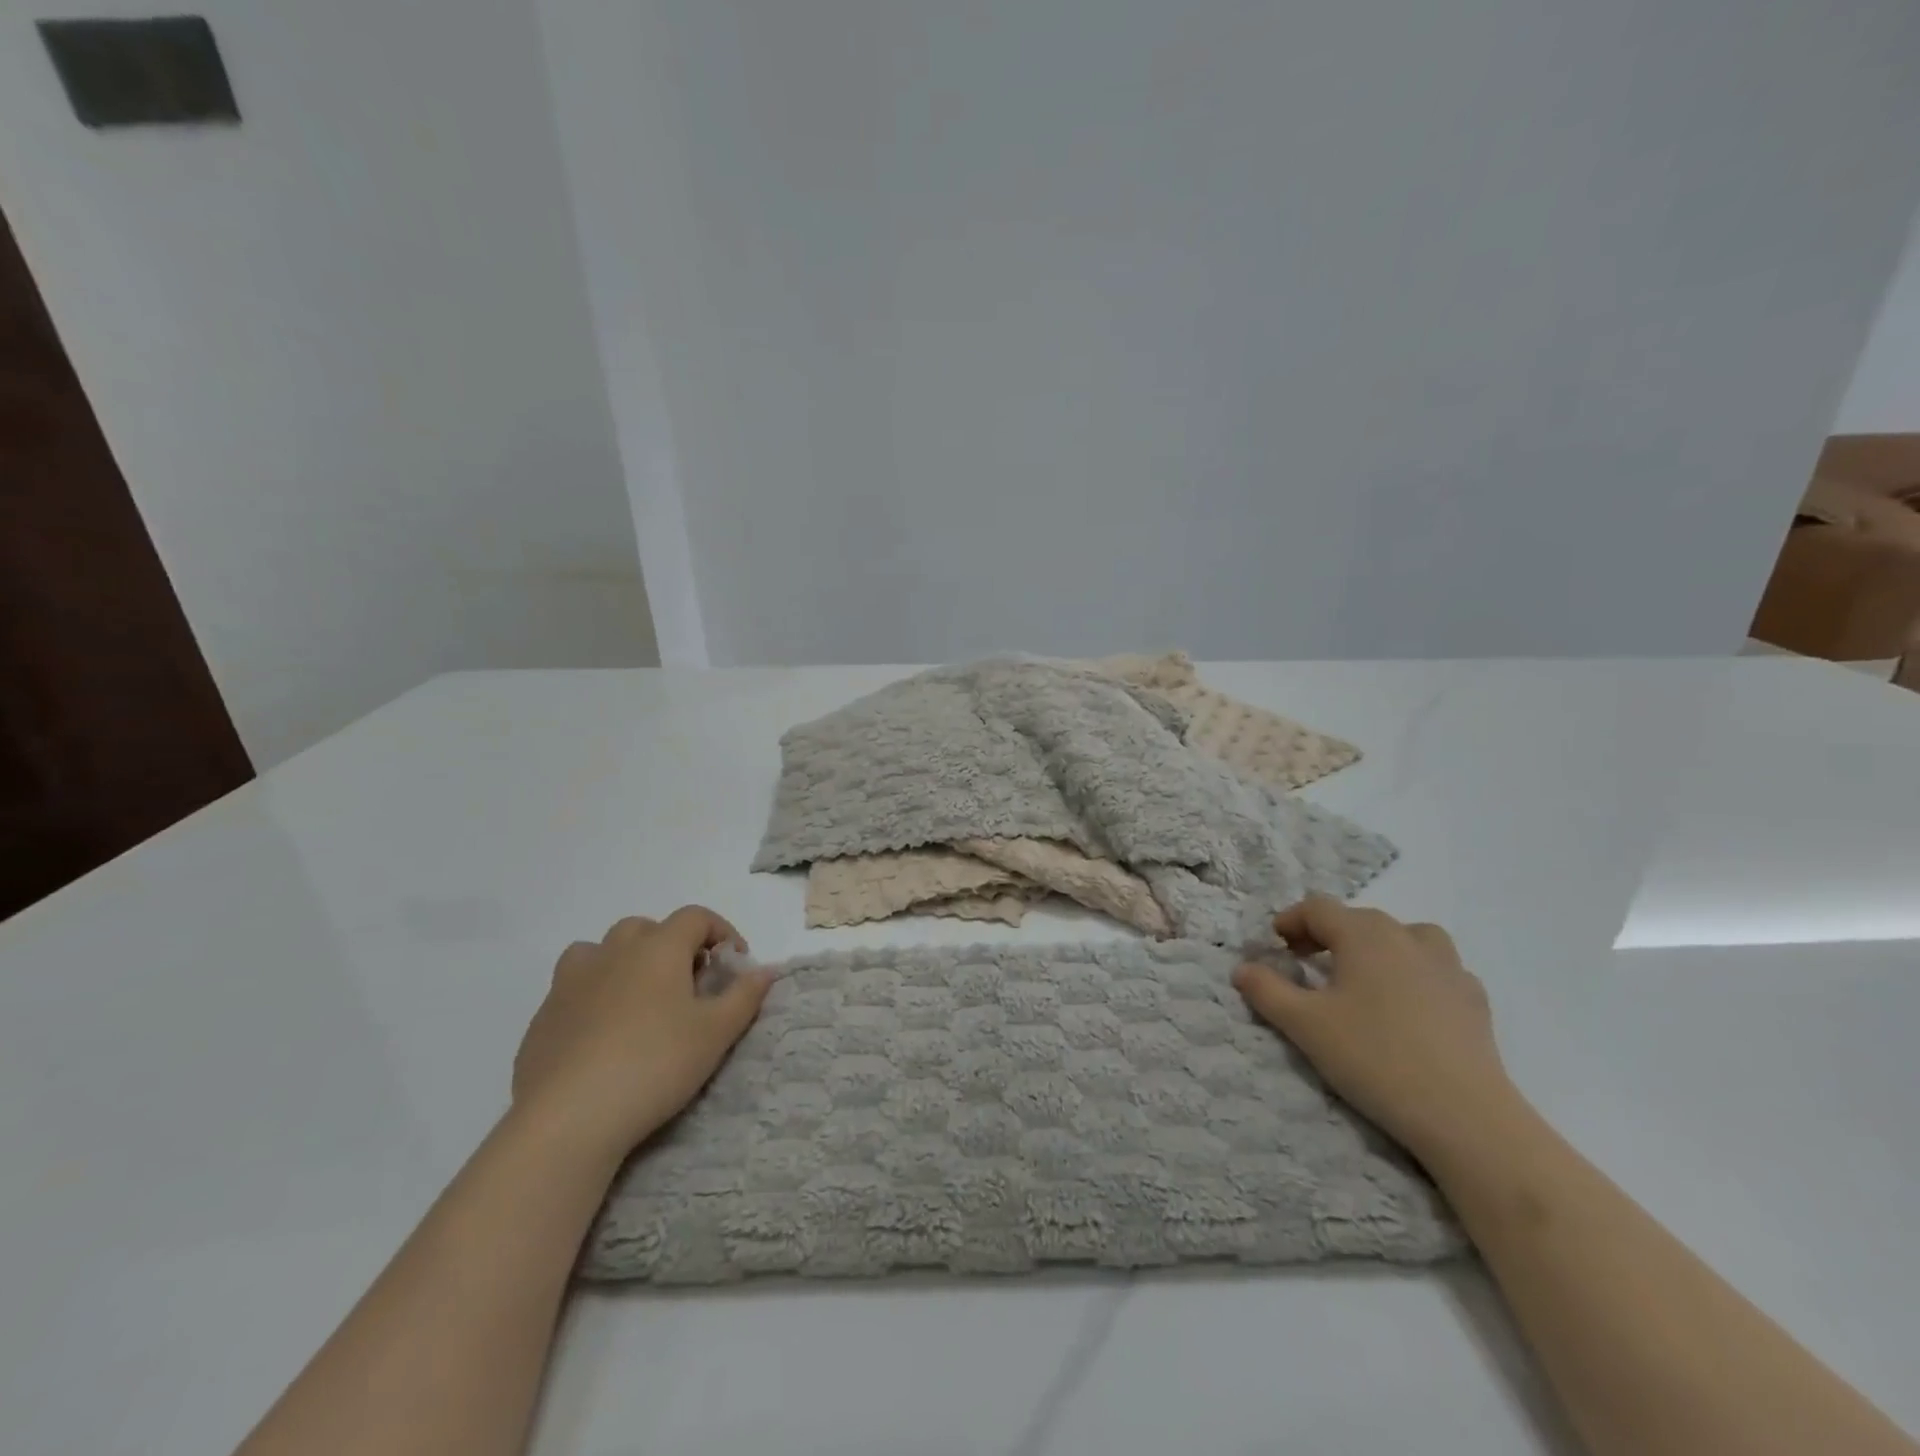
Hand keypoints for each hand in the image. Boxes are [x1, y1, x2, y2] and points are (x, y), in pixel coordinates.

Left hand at [511, 906, 773, 1158]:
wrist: (568, 1118)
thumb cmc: (655, 1064)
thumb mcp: (716, 1033)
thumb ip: (745, 996)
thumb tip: (765, 970)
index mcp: (658, 948)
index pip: (695, 917)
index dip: (721, 933)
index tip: (734, 966)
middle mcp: (613, 952)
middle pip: (647, 928)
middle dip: (673, 946)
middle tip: (689, 985)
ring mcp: (571, 982)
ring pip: (602, 952)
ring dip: (626, 963)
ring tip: (640, 1001)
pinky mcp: (543, 1017)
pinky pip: (574, 988)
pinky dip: (594, 996)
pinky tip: (603, 1035)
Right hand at [1233, 895, 1517, 1161]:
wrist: (1465, 1116)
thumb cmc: (1374, 1058)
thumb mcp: (1304, 1025)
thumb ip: (1266, 990)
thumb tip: (1242, 968)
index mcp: (1363, 934)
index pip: (1317, 908)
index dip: (1291, 920)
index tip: (1275, 944)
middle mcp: (1406, 936)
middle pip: (1358, 918)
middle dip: (1327, 934)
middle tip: (1307, 963)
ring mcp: (1448, 966)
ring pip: (1404, 936)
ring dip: (1376, 947)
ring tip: (1363, 977)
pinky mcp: (1474, 998)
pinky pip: (1436, 969)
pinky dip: (1414, 973)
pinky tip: (1408, 1005)